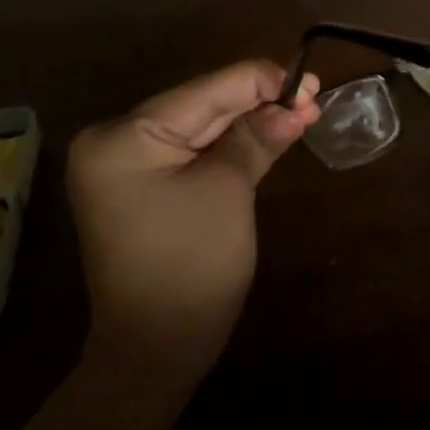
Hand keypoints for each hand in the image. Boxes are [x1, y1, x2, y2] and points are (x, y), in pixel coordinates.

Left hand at [67, 60, 319, 389]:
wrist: (157, 348)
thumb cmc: (192, 265)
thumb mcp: (228, 191)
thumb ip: (257, 138)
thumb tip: (294, 104)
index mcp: (124, 136)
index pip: (205, 91)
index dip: (262, 82)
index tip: (312, 82)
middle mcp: (116, 141)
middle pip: (202, 106)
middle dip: (260, 101)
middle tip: (314, 96)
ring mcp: (127, 166)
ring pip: (202, 129)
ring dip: (251, 122)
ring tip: (303, 111)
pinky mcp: (144, 187)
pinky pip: (194, 154)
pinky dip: (232, 146)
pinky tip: (270, 133)